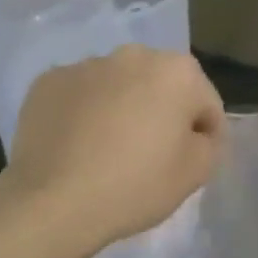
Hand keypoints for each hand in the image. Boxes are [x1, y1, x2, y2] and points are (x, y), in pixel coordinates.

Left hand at [0, 46, 225, 255]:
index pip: (206, 103)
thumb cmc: (137, 184)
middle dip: (163, 113)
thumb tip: (195, 134)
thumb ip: (209, 143)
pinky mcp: (47, 82)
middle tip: (154, 154)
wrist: (54, 202)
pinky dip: (86, 114)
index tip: (194, 162)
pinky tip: (80, 146)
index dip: (206, 135)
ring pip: (118, 87)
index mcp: (177, 72)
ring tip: (112, 150)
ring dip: (123, 109)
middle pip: (161, 86)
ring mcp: (85, 65)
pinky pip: (81, 96)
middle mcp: (133, 55)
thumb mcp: (197, 172)